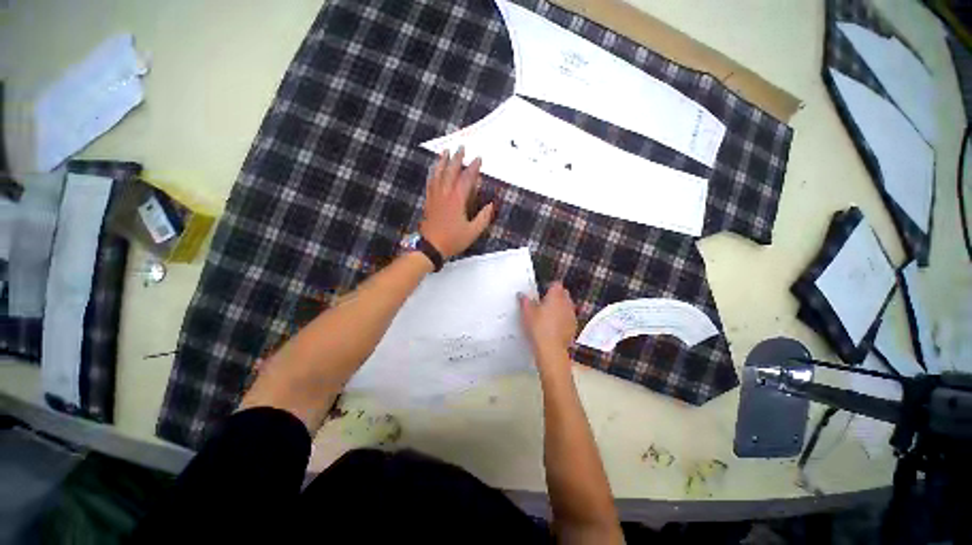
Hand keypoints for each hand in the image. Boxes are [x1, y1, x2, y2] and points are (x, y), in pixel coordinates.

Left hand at [420, 147, 494, 259]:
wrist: (430, 247)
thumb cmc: (453, 240)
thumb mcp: (473, 232)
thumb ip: (483, 218)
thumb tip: (491, 205)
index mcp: (457, 200)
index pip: (466, 179)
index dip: (473, 168)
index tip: (478, 158)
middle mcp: (445, 194)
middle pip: (450, 171)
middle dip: (457, 158)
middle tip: (461, 147)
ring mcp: (435, 197)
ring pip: (438, 174)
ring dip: (442, 161)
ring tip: (445, 151)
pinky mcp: (428, 201)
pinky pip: (430, 182)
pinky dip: (433, 173)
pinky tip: (434, 170)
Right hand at [519, 282, 577, 358]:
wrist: (551, 348)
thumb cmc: (539, 327)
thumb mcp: (526, 312)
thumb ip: (524, 301)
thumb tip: (522, 295)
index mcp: (555, 296)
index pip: (556, 284)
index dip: (549, 286)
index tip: (542, 291)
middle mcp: (566, 303)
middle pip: (563, 294)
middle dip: (556, 296)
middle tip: (544, 302)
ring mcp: (571, 315)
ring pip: (567, 306)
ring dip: (560, 308)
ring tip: (548, 315)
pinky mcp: (573, 327)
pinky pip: (568, 318)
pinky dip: (563, 320)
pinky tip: (554, 326)